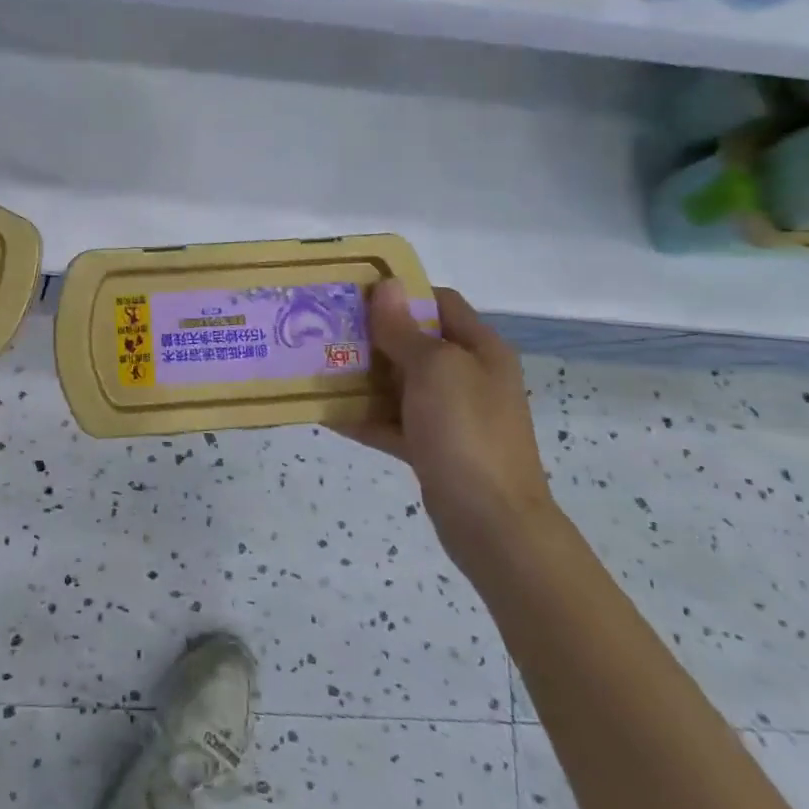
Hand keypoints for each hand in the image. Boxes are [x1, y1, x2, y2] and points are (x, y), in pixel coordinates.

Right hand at [339, 281, 554, 565]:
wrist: (493, 524)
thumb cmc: (466, 432)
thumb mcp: (434, 369)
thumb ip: (404, 329)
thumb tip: (386, 285)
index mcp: (479, 349)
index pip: (438, 302)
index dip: (399, 293)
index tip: (354, 293)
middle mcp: (467, 376)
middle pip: (413, 341)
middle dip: (370, 334)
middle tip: (323, 327)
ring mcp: (450, 414)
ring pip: (398, 383)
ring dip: (361, 375)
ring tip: (316, 365)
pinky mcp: (432, 447)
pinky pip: (391, 421)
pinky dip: (363, 416)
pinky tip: (325, 411)